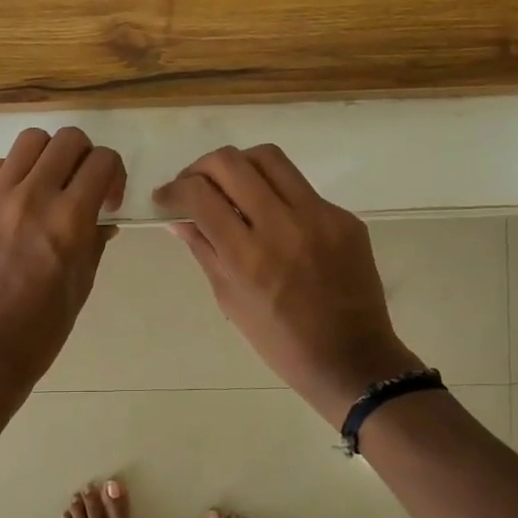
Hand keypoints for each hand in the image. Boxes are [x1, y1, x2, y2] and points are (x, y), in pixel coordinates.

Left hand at [0, 127, 125, 391]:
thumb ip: (95, 242)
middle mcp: (32, 197)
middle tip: (82, 187)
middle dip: (86, 157)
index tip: (108, 200)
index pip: (103, 161)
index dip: (115, 174)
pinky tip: (16, 203)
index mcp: (68, 220)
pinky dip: (15, 174)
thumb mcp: (82, 285)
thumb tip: (102, 219)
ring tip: (48, 186)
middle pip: (68, 140)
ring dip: (49, 156)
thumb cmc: (41, 330)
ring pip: (29, 142)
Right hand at [154, 144, 420, 428]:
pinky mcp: (344, 218)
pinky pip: (300, 188)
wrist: (351, 359)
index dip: (173, 189)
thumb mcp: (230, 299)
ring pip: (269, 158)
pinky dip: (275, 193)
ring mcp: (319, 217)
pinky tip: (271, 217)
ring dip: (239, 166)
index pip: (200, 194)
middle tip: (193, 186)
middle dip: (200, 168)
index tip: (165, 198)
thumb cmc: (280, 342)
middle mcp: (282, 225)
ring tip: (229, 186)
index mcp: (247, 256)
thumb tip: (179, 219)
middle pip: (231, 162)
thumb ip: (204, 251)